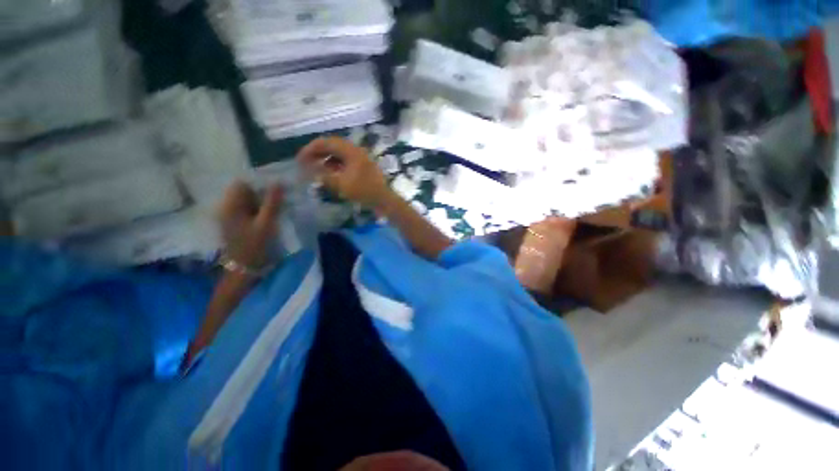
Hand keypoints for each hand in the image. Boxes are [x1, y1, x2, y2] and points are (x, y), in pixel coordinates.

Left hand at [217, 181, 283, 269]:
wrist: (244, 267)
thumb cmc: (255, 244)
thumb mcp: (266, 223)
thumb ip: (272, 202)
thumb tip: (278, 182)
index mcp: (230, 205)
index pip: (242, 183)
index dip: (259, 183)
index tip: (276, 188)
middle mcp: (225, 207)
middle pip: (243, 191)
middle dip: (261, 192)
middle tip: (278, 199)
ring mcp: (228, 216)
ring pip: (246, 200)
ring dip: (260, 201)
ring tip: (275, 208)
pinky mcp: (233, 223)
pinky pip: (246, 209)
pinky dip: (257, 209)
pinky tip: (267, 216)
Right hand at [297, 137, 392, 209]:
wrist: (383, 199)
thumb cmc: (363, 191)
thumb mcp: (340, 184)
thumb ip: (322, 174)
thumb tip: (307, 167)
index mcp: (351, 151)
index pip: (326, 142)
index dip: (310, 149)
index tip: (299, 159)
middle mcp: (355, 150)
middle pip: (332, 146)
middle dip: (317, 153)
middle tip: (305, 163)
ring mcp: (360, 157)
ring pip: (338, 153)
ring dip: (326, 159)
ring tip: (316, 168)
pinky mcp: (363, 165)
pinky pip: (345, 160)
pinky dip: (335, 165)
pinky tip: (330, 173)